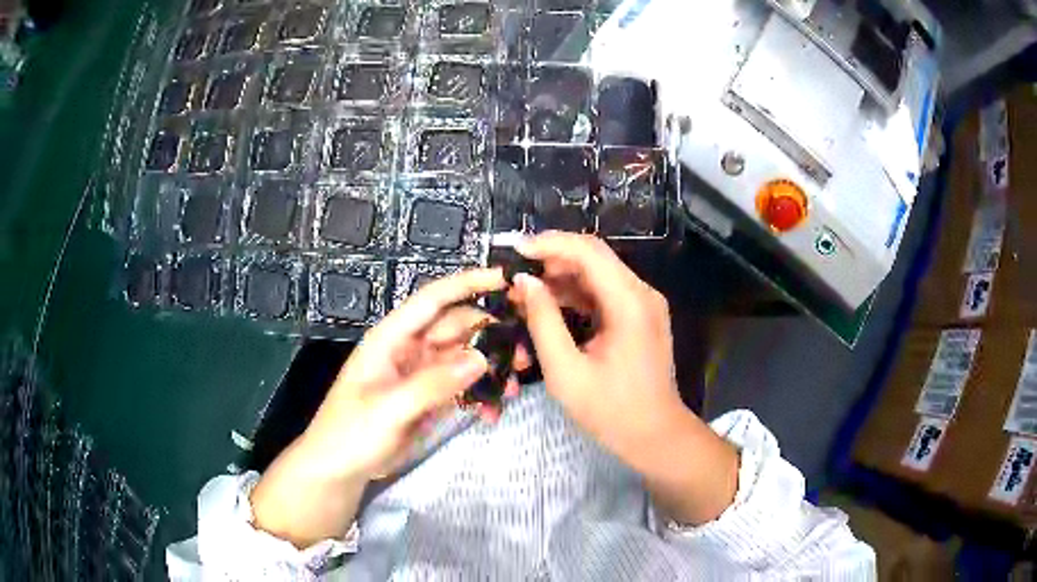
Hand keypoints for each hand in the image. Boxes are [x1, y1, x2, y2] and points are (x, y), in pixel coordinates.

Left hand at [252, 268, 515, 547]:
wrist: (339, 469)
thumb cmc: (351, 432)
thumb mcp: (388, 409)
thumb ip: (432, 384)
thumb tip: (481, 358)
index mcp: (392, 338)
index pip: (433, 300)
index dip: (468, 283)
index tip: (506, 279)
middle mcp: (410, 348)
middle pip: (457, 327)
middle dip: (491, 334)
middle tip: (523, 355)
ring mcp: (421, 374)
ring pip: (465, 357)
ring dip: (490, 368)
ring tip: (511, 389)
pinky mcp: (430, 397)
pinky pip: (462, 386)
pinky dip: (479, 394)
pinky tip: (491, 412)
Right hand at [511, 232, 737, 524]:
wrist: (655, 435)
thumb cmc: (611, 411)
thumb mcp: (566, 371)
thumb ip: (543, 321)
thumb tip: (525, 282)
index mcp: (629, 303)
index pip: (588, 251)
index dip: (549, 244)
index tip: (515, 251)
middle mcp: (642, 293)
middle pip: (594, 258)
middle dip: (552, 261)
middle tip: (515, 278)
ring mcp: (644, 303)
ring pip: (598, 274)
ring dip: (561, 279)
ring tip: (525, 294)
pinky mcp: (640, 316)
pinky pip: (604, 293)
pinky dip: (576, 295)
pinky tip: (550, 307)